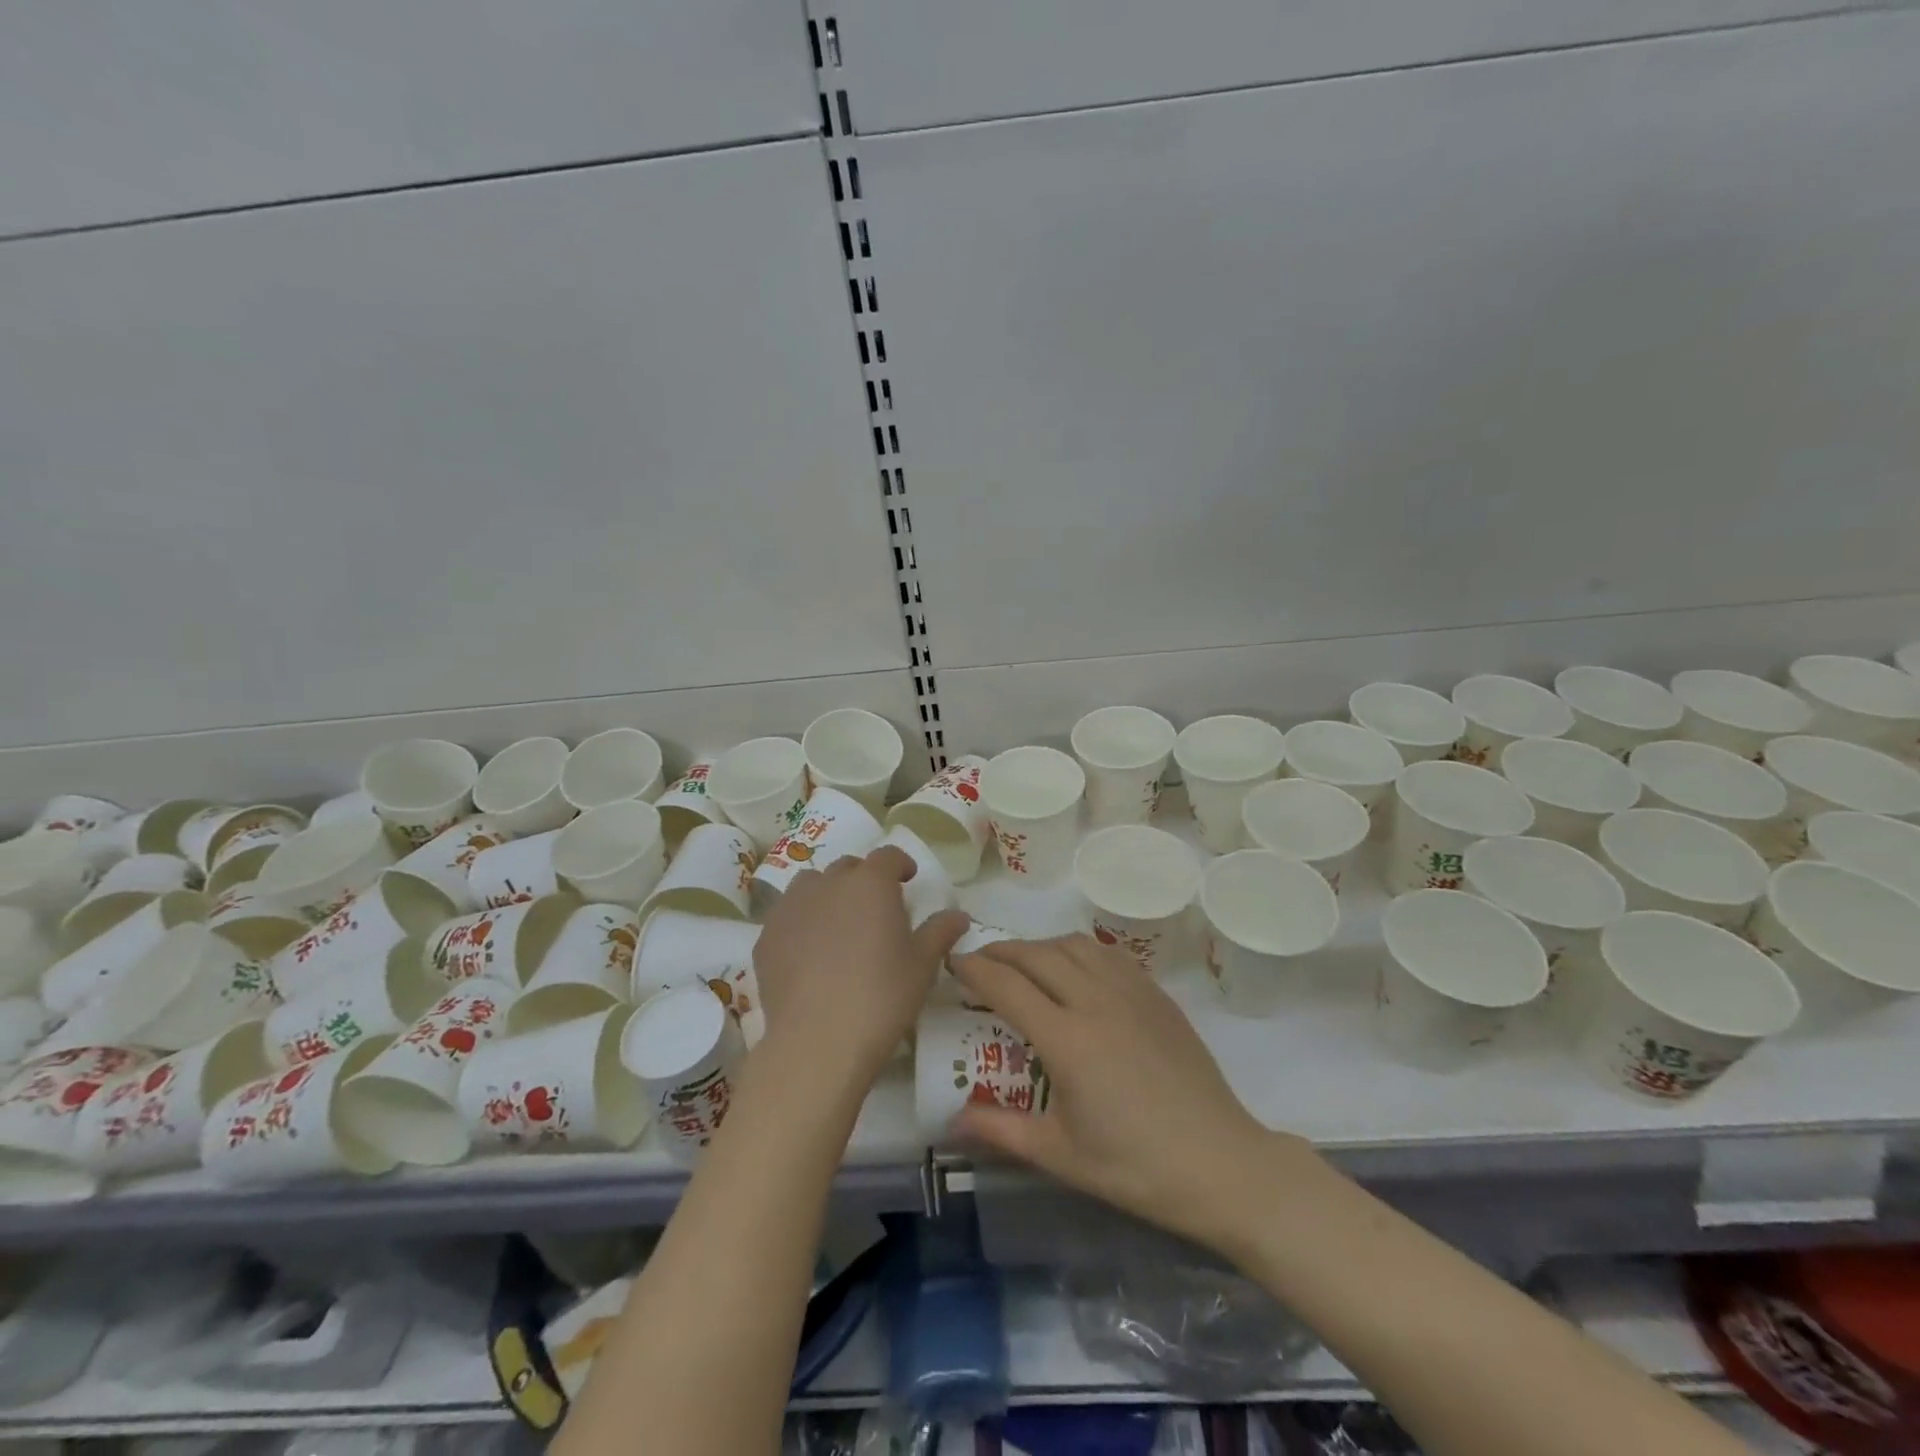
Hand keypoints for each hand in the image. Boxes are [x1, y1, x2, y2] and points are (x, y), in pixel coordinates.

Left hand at [754, 846, 967, 1080]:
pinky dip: (801, 924)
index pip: (887, 856)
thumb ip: (940, 932)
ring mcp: (791, 908)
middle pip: (848, 868)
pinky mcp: (766, 937)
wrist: (818, 1042)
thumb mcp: (922, 965)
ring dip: (827, 895)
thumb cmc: (882, 996)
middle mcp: (828, 884)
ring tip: (838, 926)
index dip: (899, 864)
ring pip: (811, 886)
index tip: (907, 879)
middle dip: (863, 880)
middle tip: (876, 910)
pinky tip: (809, 955)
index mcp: (871, 883)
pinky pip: (787, 917)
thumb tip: (958, 915)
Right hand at [951, 934, 1292, 1254]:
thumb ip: (1001, 1130)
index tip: (952, 962)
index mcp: (1066, 1038)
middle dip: (1001, 951)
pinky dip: (1078, 950)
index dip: (974, 969)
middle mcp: (1094, 1001)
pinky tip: (1076, 968)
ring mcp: (1130, 992)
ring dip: (1040, 946)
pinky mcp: (1156, 995)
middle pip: (1037, 955)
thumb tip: (951, 1121)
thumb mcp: (1060, 1155)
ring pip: (1074, 945)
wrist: (1220, 1163)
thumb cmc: (1135, 1166)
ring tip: (1024, 962)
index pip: (1006, 985)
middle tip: (980, 961)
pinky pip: (1108, 954)